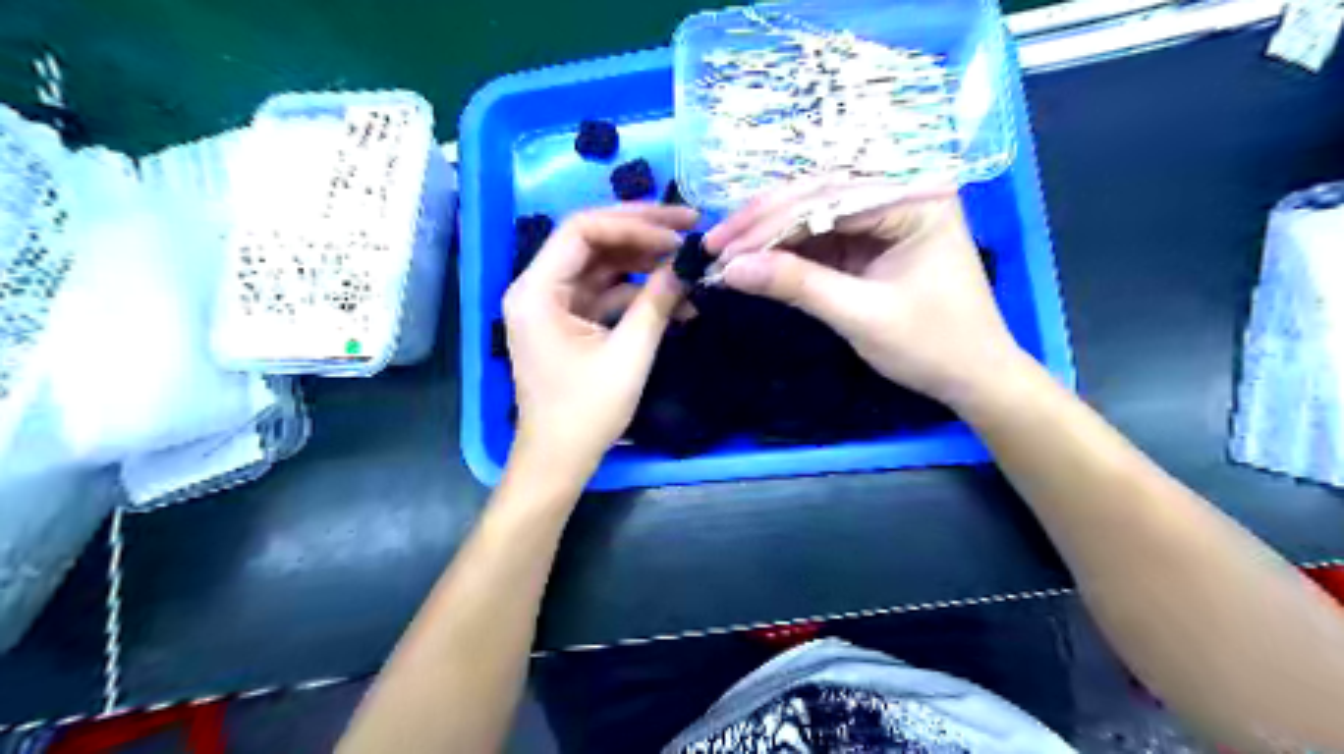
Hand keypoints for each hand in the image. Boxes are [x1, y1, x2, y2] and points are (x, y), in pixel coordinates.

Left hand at [497, 206, 698, 478]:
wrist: (559, 460)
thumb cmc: (586, 413)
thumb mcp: (629, 355)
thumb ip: (657, 303)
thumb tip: (687, 264)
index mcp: (537, 291)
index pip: (582, 230)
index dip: (633, 224)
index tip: (677, 233)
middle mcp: (538, 288)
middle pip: (591, 240)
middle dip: (641, 233)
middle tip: (689, 226)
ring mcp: (553, 305)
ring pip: (602, 265)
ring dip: (644, 263)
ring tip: (687, 263)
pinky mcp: (569, 322)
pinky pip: (605, 293)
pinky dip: (637, 294)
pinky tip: (674, 301)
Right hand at [706, 187, 1025, 411]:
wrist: (972, 377)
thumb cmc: (932, 346)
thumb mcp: (862, 315)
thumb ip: (797, 285)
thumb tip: (731, 269)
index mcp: (915, 196)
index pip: (828, 196)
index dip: (769, 222)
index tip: (722, 248)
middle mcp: (900, 192)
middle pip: (817, 194)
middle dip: (762, 222)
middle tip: (714, 245)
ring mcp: (883, 215)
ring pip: (812, 212)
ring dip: (767, 234)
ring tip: (724, 253)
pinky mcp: (870, 240)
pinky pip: (819, 236)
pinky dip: (785, 250)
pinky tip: (753, 259)